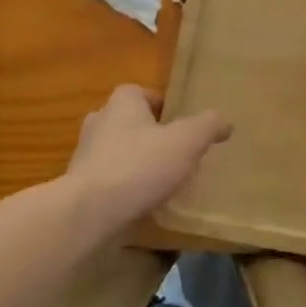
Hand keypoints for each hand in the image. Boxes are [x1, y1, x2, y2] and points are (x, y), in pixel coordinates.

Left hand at [65, 85, 231, 235]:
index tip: (184, 127)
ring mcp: (85, 154)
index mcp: (122, 102)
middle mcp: (99, 121)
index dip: (166, 108)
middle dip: (151, 135)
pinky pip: (109, 178)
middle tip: (176, 153)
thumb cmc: (139, 166)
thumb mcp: (186, 141)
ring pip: (118, 151)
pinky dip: (124, 186)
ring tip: (162, 181)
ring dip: (136, 161)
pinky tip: (142, 202)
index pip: (145, 94)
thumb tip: (225, 120)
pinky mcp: (80, 185)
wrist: (89, 212)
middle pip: (131, 122)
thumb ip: (207, 126)